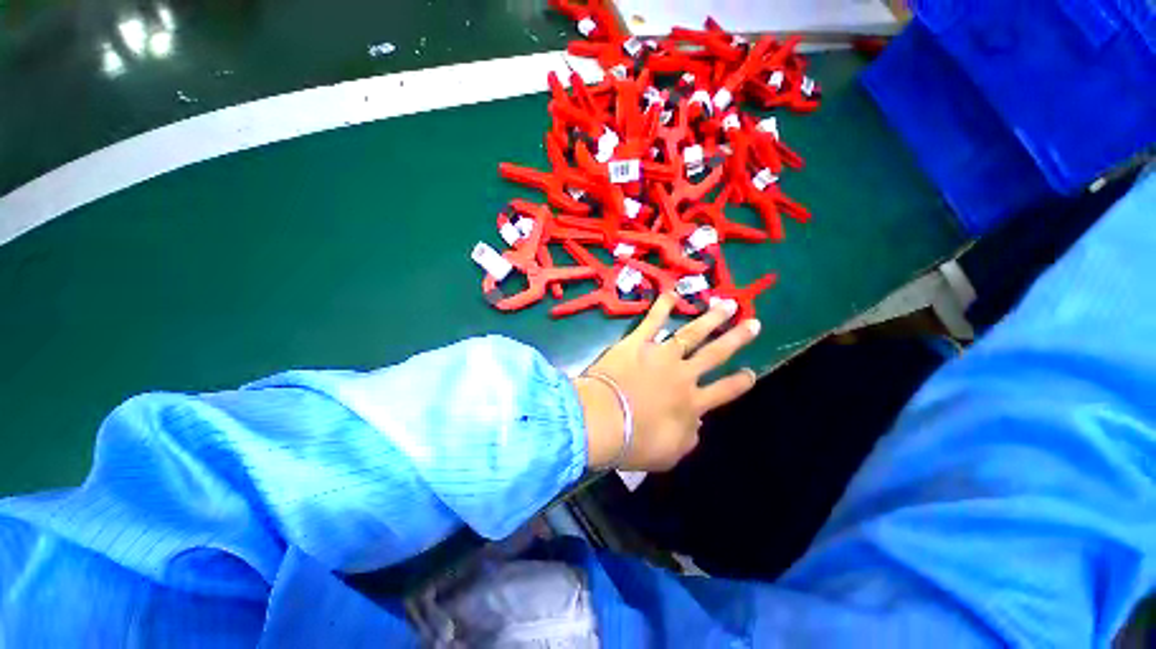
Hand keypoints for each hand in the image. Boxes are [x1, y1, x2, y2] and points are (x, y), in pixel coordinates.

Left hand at [574, 292, 761, 471]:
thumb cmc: (635, 443)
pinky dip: (661, 307)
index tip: (752, 372)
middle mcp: (683, 375)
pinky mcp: (638, 343)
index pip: (723, 391)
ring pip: (692, 333)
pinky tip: (671, 293)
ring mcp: (661, 355)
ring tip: (727, 304)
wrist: (604, 420)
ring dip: (711, 318)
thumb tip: (697, 424)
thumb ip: (688, 438)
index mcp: (691, 403)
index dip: (739, 382)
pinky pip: (652, 322)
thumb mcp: (669, 454)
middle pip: (715, 354)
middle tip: (754, 323)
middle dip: (736, 339)